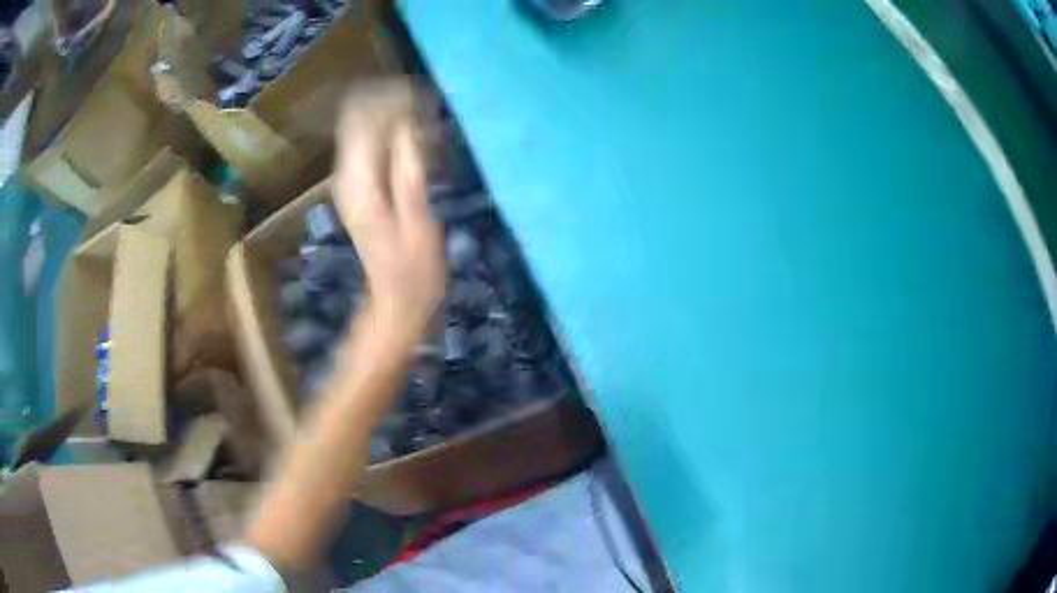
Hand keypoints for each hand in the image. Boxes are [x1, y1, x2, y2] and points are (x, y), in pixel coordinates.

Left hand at [332, 83, 444, 349]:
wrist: (398, 301)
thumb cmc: (414, 268)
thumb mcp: (418, 216)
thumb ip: (408, 166)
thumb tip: (407, 122)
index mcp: (357, 177)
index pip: (360, 114)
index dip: (390, 97)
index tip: (423, 98)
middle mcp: (347, 173)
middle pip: (359, 116)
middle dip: (394, 105)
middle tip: (430, 112)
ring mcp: (351, 180)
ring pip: (366, 128)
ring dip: (397, 120)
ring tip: (430, 128)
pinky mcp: (361, 186)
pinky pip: (373, 144)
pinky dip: (395, 136)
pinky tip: (420, 146)